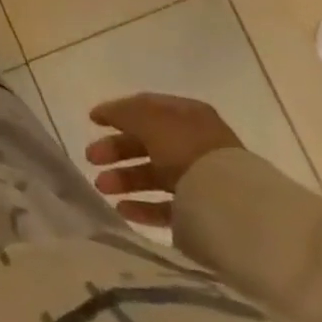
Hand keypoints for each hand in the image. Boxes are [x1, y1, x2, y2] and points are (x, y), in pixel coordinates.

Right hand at [84, 93, 243, 227]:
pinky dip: (142, 207)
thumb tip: (104, 113)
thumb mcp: (148, 118)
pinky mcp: (202, 213)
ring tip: (101, 187)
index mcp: (187, 115)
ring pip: (153, 175)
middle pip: (146, 143)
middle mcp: (195, 144)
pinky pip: (166, 206)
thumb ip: (122, 112)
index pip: (146, 108)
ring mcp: (200, 180)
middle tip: (90, 158)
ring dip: (124, 179)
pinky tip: (122, 209)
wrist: (231, 204)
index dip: (117, 112)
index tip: (92, 121)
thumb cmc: (186, 148)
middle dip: (116, 150)